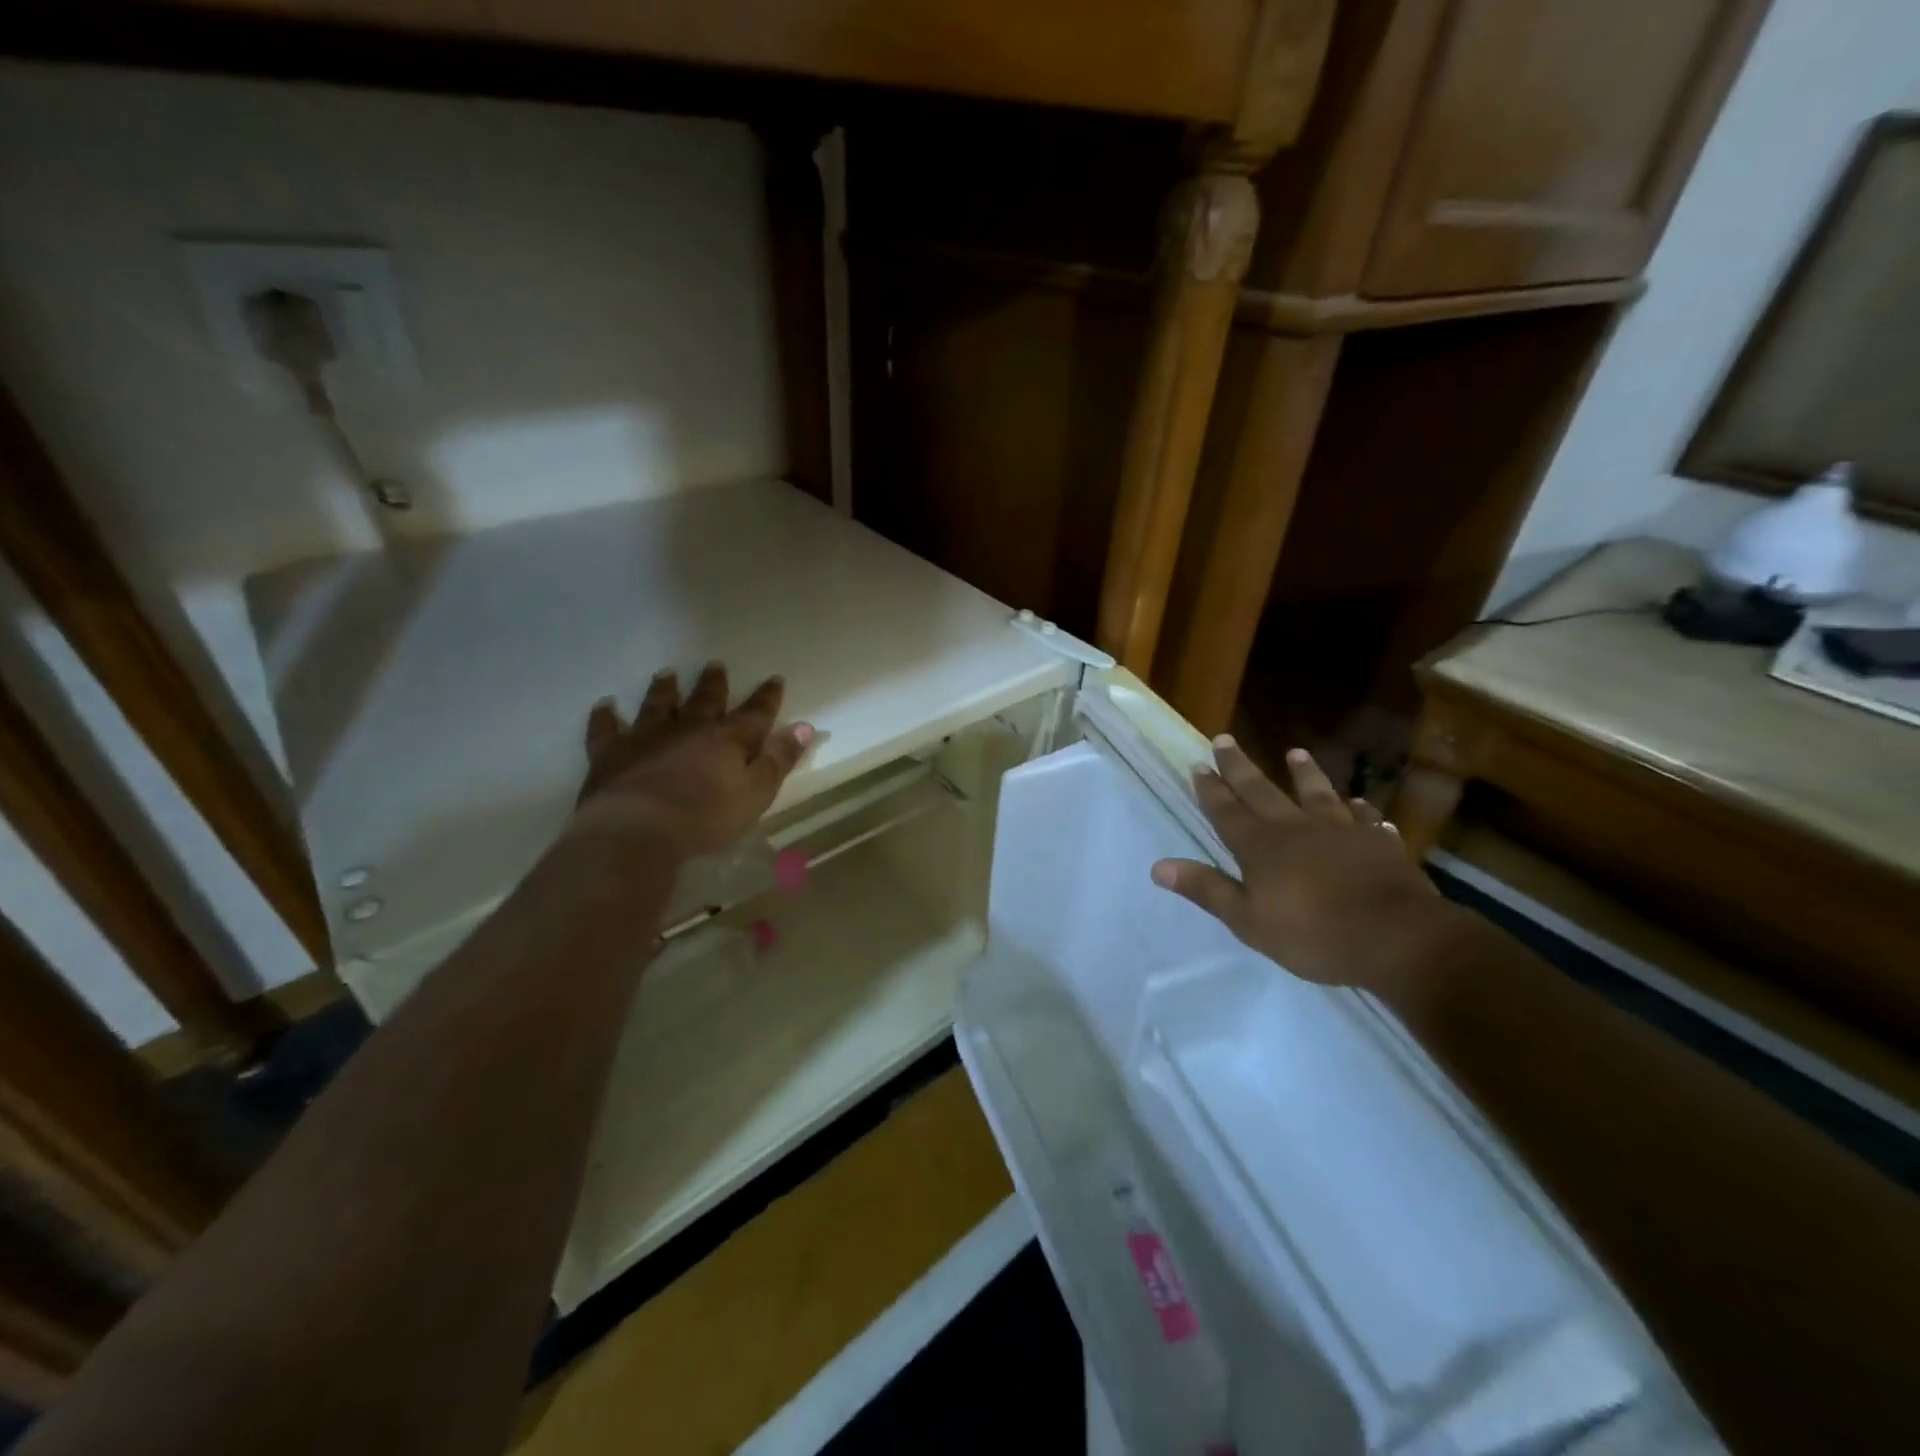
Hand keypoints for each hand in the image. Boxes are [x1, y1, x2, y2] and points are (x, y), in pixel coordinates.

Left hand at [568, 662, 813, 861]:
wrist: (638, 830)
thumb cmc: (706, 817)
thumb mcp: (757, 793)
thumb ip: (779, 759)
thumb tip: (804, 726)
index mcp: (728, 739)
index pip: (755, 713)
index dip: (767, 697)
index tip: (775, 679)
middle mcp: (688, 728)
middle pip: (705, 701)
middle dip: (713, 685)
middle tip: (715, 666)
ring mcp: (646, 737)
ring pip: (657, 705)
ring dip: (664, 690)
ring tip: (667, 673)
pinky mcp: (611, 753)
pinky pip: (606, 729)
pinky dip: (605, 716)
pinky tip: (605, 705)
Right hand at [1151, 740, 1453, 994]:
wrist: (1395, 938)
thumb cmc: (1313, 935)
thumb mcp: (1248, 920)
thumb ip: (1207, 889)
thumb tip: (1159, 867)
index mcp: (1261, 847)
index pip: (1227, 811)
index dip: (1211, 789)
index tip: (1198, 764)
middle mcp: (1296, 828)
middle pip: (1262, 791)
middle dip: (1240, 767)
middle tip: (1225, 739)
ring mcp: (1341, 832)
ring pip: (1317, 794)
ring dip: (1304, 773)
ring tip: (1295, 752)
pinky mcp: (1379, 844)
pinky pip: (1366, 820)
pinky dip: (1360, 811)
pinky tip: (1361, 807)